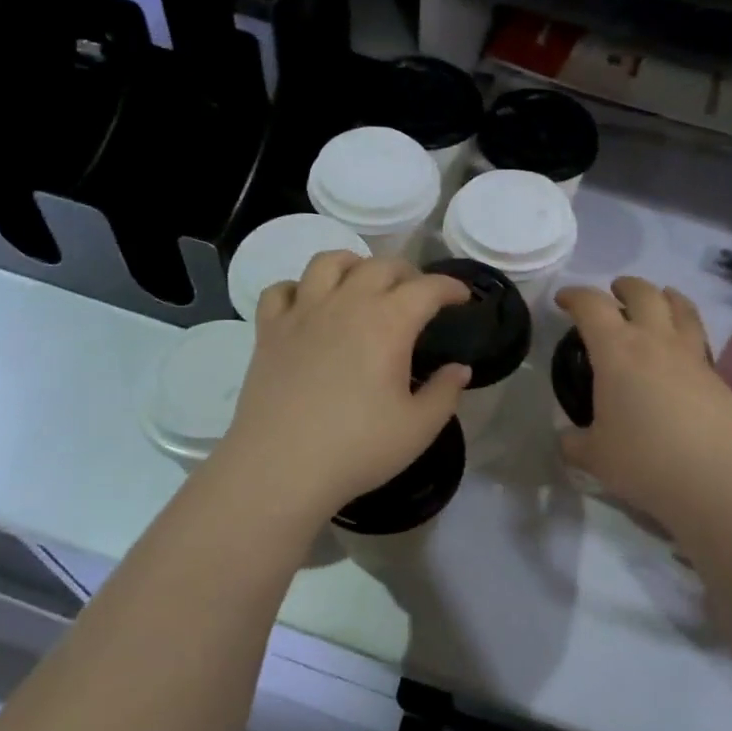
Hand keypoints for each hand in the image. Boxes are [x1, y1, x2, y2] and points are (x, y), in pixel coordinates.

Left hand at [211, 252, 471, 519]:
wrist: (279, 468)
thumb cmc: (357, 449)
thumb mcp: (419, 428)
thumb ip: (445, 392)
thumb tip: (459, 369)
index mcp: (388, 322)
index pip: (428, 287)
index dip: (451, 287)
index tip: (463, 297)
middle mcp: (346, 303)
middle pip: (382, 266)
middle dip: (409, 273)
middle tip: (419, 296)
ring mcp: (303, 313)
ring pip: (329, 262)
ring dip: (354, 265)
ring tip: (364, 284)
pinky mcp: (269, 330)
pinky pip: (282, 290)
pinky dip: (300, 289)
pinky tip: (309, 306)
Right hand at [557, 278, 731, 532]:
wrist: (720, 479)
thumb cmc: (645, 461)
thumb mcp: (595, 457)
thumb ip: (575, 443)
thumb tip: (567, 439)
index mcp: (617, 350)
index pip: (592, 306)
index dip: (575, 296)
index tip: (564, 300)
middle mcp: (655, 341)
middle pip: (643, 293)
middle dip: (624, 287)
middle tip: (614, 294)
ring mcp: (691, 355)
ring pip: (680, 306)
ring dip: (663, 296)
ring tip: (656, 301)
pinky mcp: (717, 375)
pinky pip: (697, 336)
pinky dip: (684, 328)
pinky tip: (678, 351)